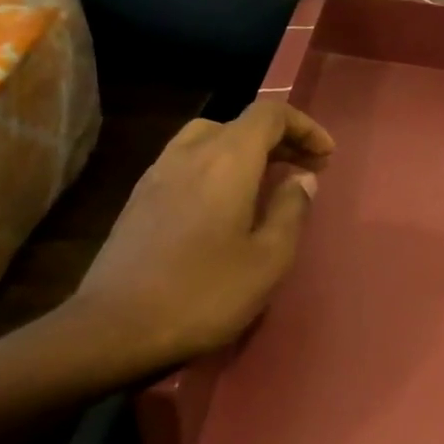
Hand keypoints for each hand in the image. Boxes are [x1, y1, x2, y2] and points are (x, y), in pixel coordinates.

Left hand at [61, 99, 333, 378]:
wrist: (118, 327)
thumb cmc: (206, 293)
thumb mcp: (268, 259)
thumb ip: (291, 210)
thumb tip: (303, 178)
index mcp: (226, 161)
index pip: (269, 115)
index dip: (303, 127)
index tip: (326, 156)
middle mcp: (188, 154)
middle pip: (238, 124)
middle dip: (278, 140)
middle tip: (306, 171)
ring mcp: (157, 174)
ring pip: (208, 140)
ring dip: (245, 152)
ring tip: (267, 184)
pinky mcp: (139, 199)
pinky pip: (187, 163)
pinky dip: (217, 168)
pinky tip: (225, 206)